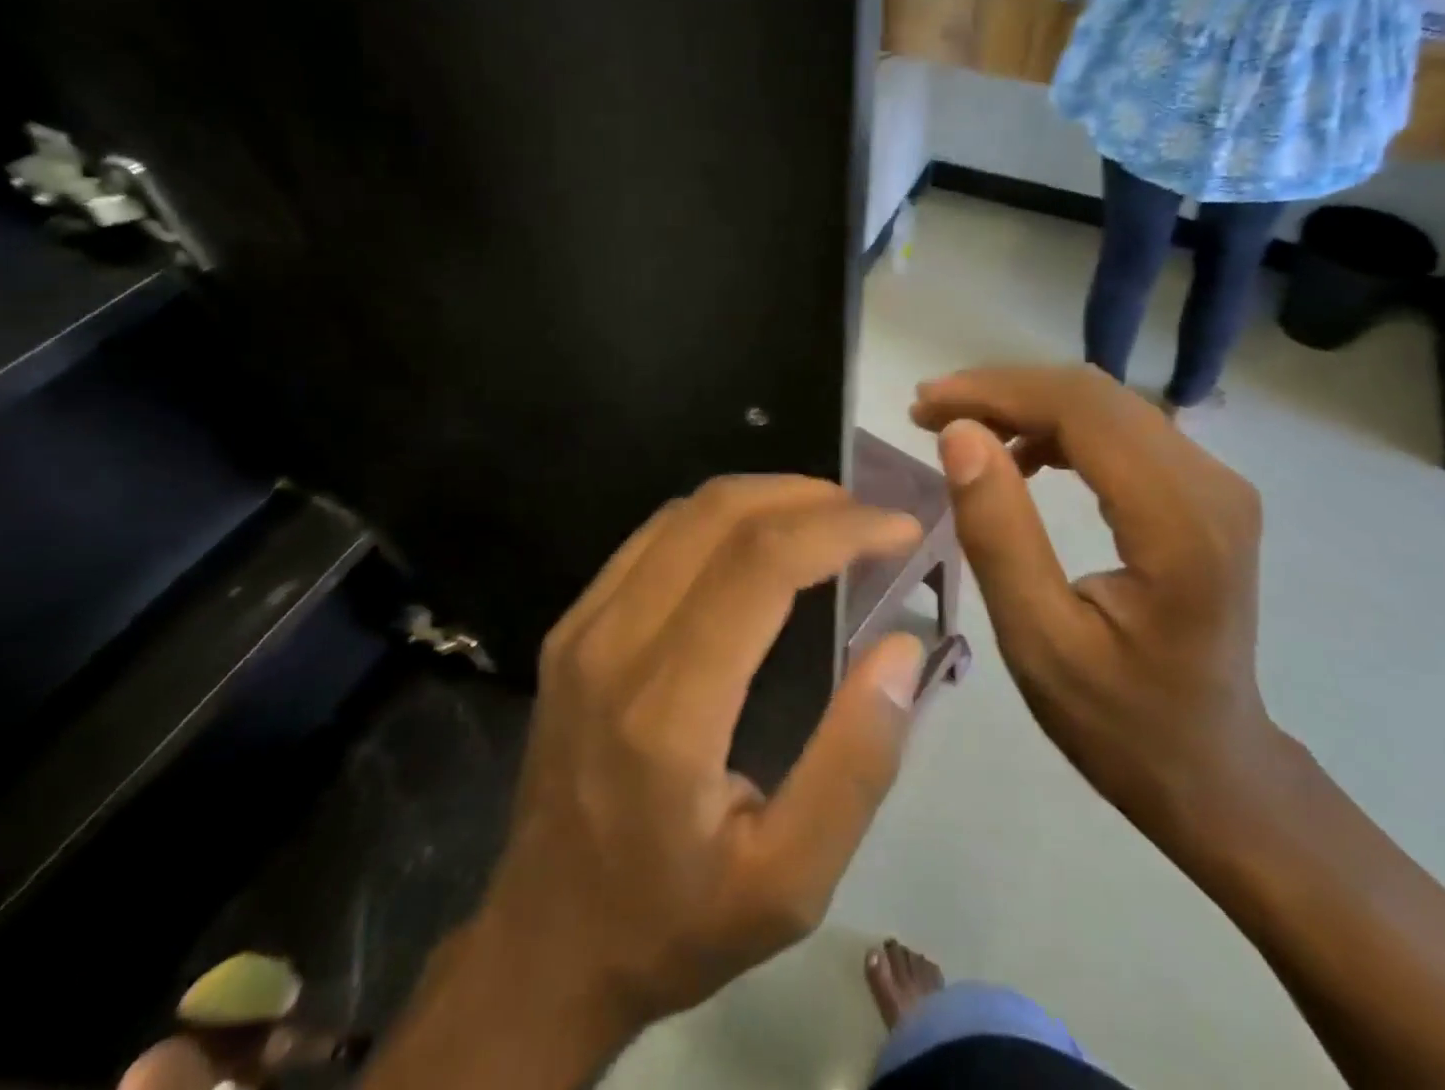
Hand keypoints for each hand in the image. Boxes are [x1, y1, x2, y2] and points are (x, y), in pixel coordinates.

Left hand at [460, 477, 927, 1053]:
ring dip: (766, 497)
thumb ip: (855, 763)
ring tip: (828, 520)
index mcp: (668, 709)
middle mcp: (614, 644)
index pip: (760, 564)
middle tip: (870, 518)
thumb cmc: (675, 923)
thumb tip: (901, 646)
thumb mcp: (790, 882)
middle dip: (809, 497)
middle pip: (720, 514)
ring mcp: (582, 626)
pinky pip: (655, 536)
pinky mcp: (571, 625)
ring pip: (685, 512)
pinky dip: (721, 518)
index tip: (900, 528)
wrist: (543, 947)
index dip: (840, 527)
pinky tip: (760, 540)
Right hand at [911, 365, 1277, 838]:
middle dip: (1002, 391)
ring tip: (960, 431)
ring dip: (1026, 405)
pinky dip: (1058, 427)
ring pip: (1105, 405)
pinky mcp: (1203, 491)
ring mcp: (1215, 483)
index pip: (1081, 411)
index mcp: (1179, 522)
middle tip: (930, 413)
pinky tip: (1021, 455)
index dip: (995, 392)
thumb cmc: (1120, 721)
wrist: (1214, 768)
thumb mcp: (1038, 640)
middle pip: (1093, 395)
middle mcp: (1211, 483)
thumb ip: (999, 533)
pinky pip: (1121, 431)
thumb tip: (960, 435)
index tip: (926, 404)